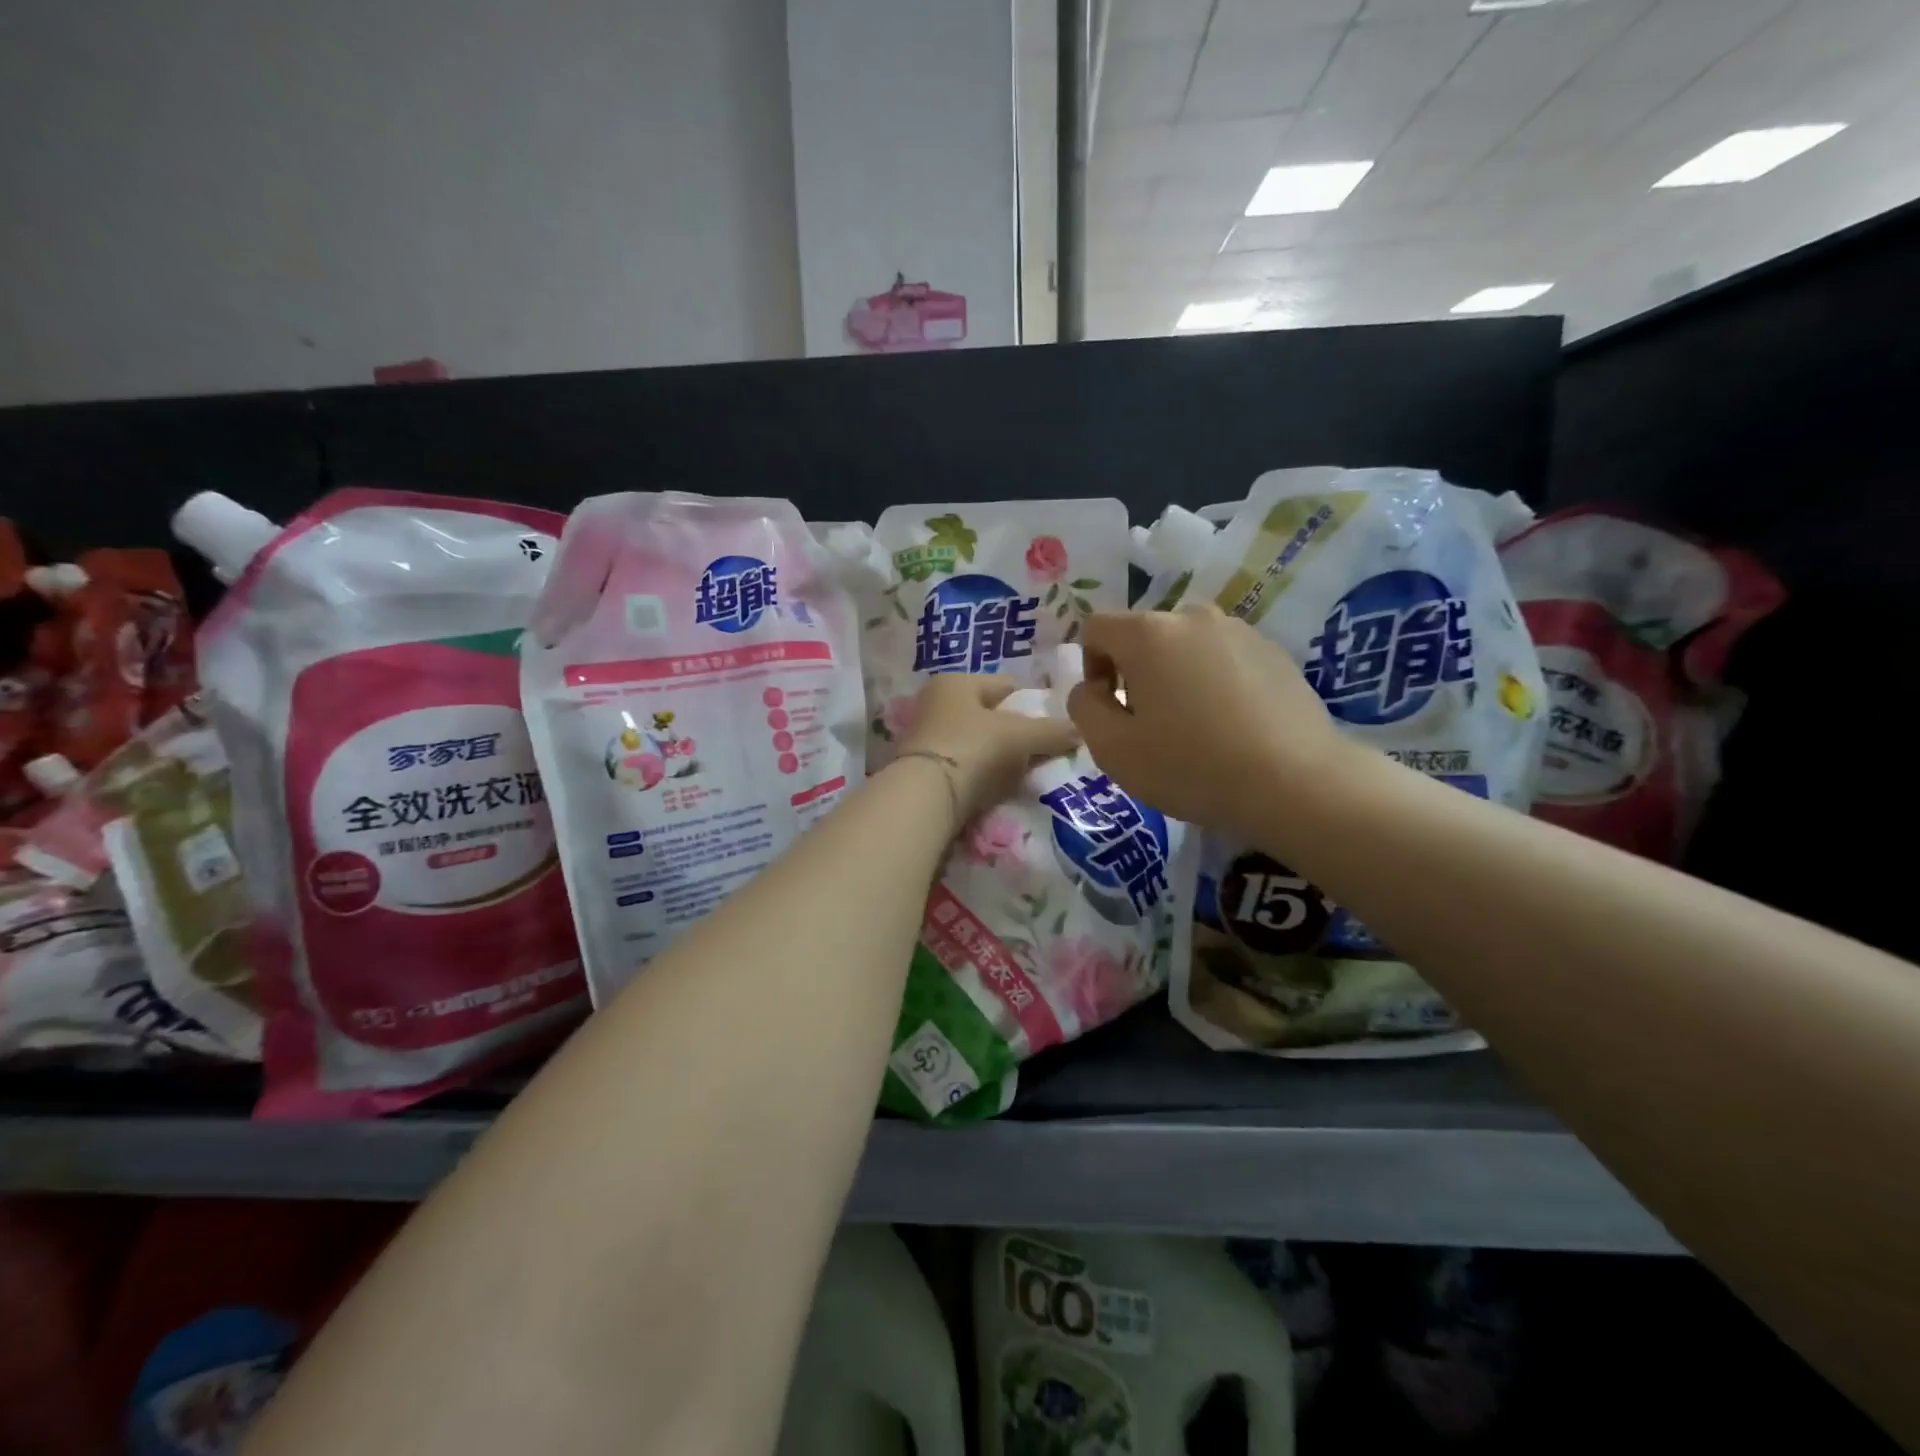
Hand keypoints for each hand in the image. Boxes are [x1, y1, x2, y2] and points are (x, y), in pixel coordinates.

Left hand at [895, 674, 1080, 822]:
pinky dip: (978, 774)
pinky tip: (993, 789)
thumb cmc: (973, 749)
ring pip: (975, 742)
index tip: (1052, 727)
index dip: (1032, 704)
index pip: (1006, 685)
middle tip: (1039, 754)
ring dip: (996, 756)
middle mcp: (935, 702)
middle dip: (1014, 733)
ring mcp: (924, 736)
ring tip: (1019, 775)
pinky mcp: (920, 769)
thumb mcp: (1020, 736)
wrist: (924, 797)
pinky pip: (962, 765)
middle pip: (989, 715)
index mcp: (956, 681)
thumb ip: (1052, 731)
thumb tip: (1080, 731)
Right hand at [1065, 604, 1355, 838]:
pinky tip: (1232, 727)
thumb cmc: (1191, 766)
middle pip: (1144, 636)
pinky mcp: (1275, 652)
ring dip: (1176, 677)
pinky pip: (1224, 659)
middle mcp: (1193, 617)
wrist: (1296, 783)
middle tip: (1150, 725)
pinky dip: (1215, 683)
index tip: (1109, 709)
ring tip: (1195, 728)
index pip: (1097, 628)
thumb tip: (1091, 689)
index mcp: (1148, 633)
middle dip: (1135, 674)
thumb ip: (1084, 708)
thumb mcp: (1113, 749)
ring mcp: (1240, 631)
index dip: (1090, 667)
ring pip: (1186, 648)